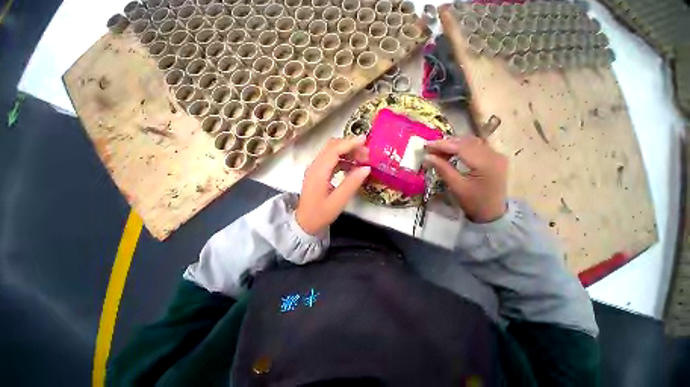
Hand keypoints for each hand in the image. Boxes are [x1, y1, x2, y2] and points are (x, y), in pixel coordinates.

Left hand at [296, 136, 370, 234]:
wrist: (304, 222)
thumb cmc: (320, 214)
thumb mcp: (338, 201)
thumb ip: (352, 184)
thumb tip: (366, 168)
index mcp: (318, 172)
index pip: (334, 150)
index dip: (349, 143)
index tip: (365, 140)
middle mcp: (315, 166)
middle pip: (332, 147)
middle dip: (350, 146)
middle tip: (366, 153)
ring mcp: (315, 169)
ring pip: (331, 152)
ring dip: (347, 152)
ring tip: (362, 159)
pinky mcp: (318, 173)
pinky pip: (331, 160)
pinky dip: (343, 159)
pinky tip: (352, 166)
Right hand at [425, 135, 507, 222]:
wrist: (492, 213)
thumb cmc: (473, 202)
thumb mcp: (456, 186)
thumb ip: (442, 169)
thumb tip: (427, 157)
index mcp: (486, 164)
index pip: (461, 147)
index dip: (442, 145)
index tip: (426, 145)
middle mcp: (494, 155)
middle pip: (467, 142)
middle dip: (447, 143)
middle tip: (430, 148)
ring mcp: (497, 155)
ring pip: (471, 142)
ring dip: (454, 144)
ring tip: (438, 151)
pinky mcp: (495, 157)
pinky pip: (477, 146)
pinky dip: (462, 147)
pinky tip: (452, 152)